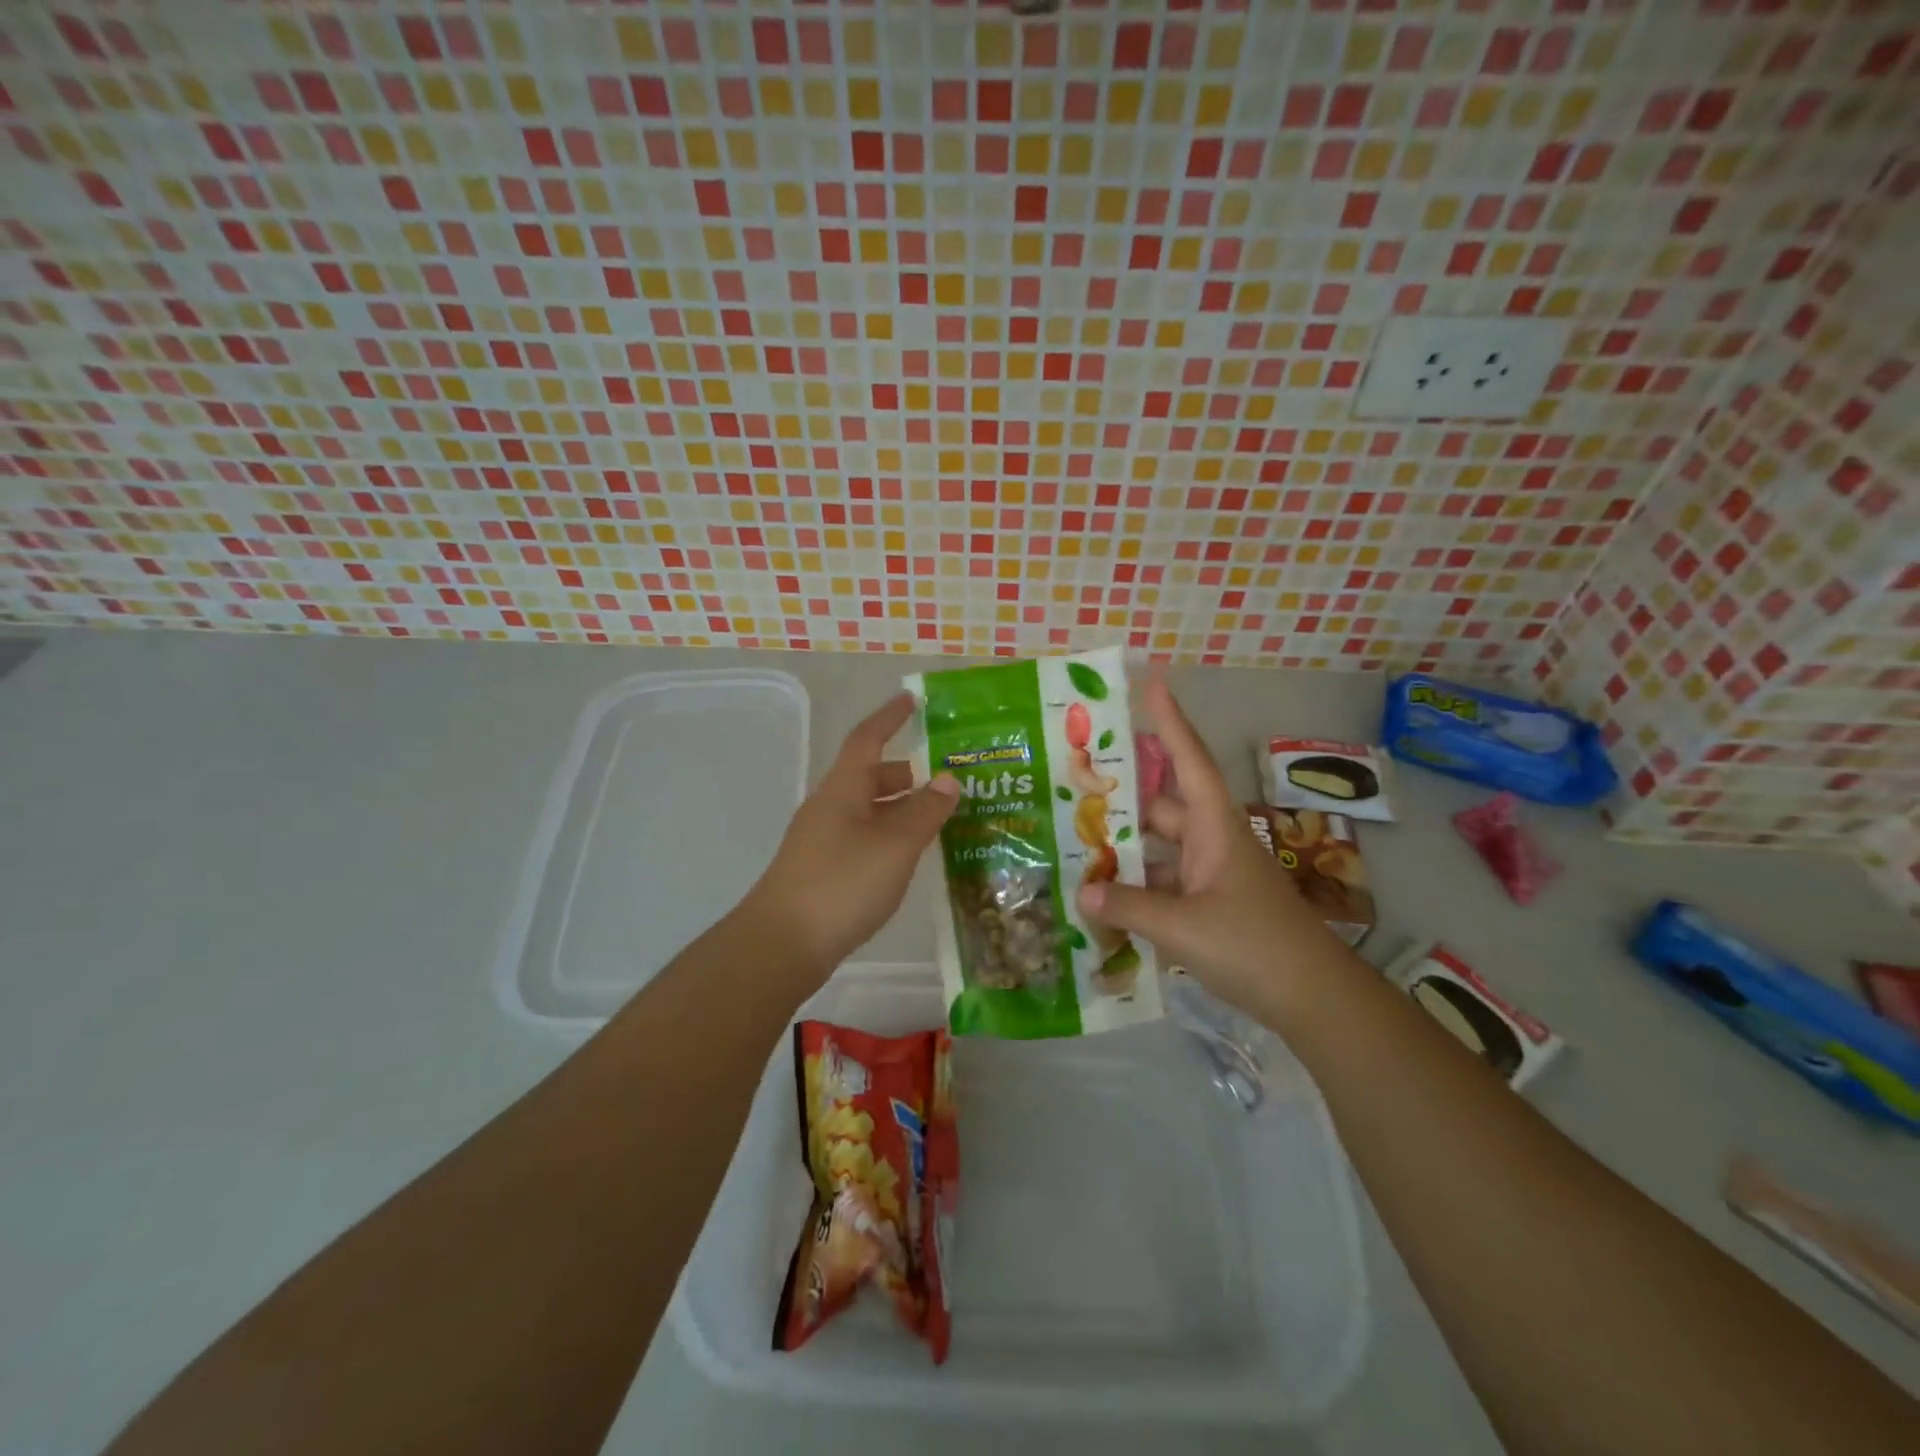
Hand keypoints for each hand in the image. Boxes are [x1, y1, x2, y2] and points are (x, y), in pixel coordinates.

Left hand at [744, 693, 957, 977]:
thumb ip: (924, 811)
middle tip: (946, 781)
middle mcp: (829, 807)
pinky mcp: (822, 871)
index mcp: (843, 789)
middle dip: (906, 773)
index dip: (889, 717)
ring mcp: (822, 840)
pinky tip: (908, 858)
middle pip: (870, 777)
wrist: (782, 944)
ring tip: (937, 820)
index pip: (867, 739)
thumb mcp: (895, 844)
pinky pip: (863, 838)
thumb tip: (947, 779)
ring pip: (868, 811)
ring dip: (900, 809)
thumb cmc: (842, 883)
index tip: (910, 700)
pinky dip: (889, 836)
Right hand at [1076, 679, 1343, 1020]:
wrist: (1314, 1000)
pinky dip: (1136, 893)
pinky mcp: (1211, 910)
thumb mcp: (1183, 926)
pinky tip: (1103, 904)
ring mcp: (1212, 878)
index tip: (1153, 686)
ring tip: (1075, 850)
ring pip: (1159, 853)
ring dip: (1125, 855)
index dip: (1171, 723)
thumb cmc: (1254, 945)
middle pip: (1162, 810)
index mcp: (1214, 828)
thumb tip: (1081, 893)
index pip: (1190, 762)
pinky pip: (1164, 888)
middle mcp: (1212, 844)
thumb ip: (1128, 907)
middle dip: (1123, 801)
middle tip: (1074, 788)